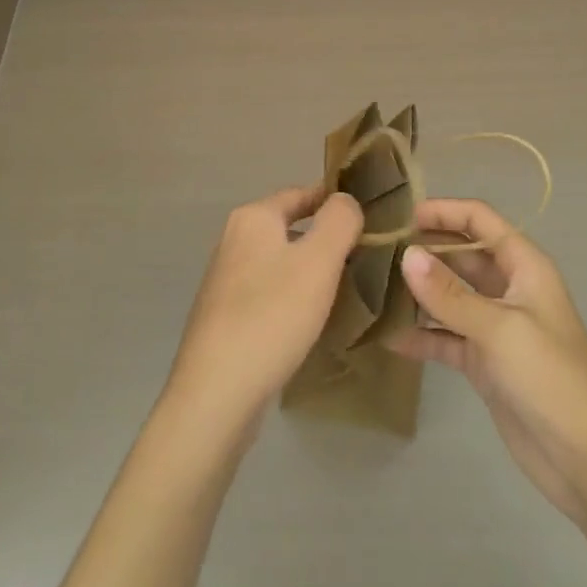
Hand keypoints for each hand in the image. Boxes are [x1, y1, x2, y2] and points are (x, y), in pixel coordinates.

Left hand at [165, 185, 361, 433]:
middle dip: (325, 238)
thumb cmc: (271, 315)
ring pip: (280, 262)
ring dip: (310, 270)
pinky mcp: (225, 316)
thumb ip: (339, 221)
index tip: (369, 215)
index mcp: (253, 218)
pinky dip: (293, 298)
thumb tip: (345, 199)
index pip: (301, 193)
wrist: (217, 393)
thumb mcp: (318, 261)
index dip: (334, 201)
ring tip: (348, 288)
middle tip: (366, 256)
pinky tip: (312, 321)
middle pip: (289, 227)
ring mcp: (226, 279)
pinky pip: (269, 293)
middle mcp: (234, 240)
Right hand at [387, 198, 586, 525]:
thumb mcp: (500, 329)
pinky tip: (388, 336)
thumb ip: (449, 294)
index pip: (479, 220)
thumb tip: (406, 254)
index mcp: (524, 266)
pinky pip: (445, 337)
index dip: (444, 211)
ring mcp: (495, 326)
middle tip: (376, 251)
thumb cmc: (552, 379)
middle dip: (423, 250)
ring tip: (373, 287)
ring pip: (449, 296)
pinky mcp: (484, 362)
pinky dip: (421, 336)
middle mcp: (508, 288)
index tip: (401, 216)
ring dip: (417, 292)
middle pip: (460, 255)